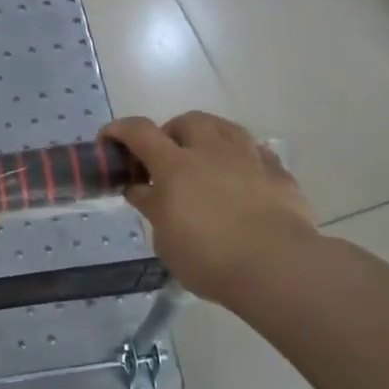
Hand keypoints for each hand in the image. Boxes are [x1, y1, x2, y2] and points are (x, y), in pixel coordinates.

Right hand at [102, 112, 316, 305]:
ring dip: (209, 138)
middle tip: (166, 159)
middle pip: (188, 121)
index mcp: (176, 166)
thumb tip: (140, 189)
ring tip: (206, 162)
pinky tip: (242, 180)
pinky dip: (241, 160)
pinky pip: (256, 153)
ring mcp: (250, 158)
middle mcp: (212, 151)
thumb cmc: (209, 258)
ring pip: (226, 129)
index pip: (140, 132)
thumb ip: (152, 207)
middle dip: (172, 133)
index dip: (119, 130)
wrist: (278, 267)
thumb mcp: (166, 239)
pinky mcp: (280, 174)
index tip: (108, 140)